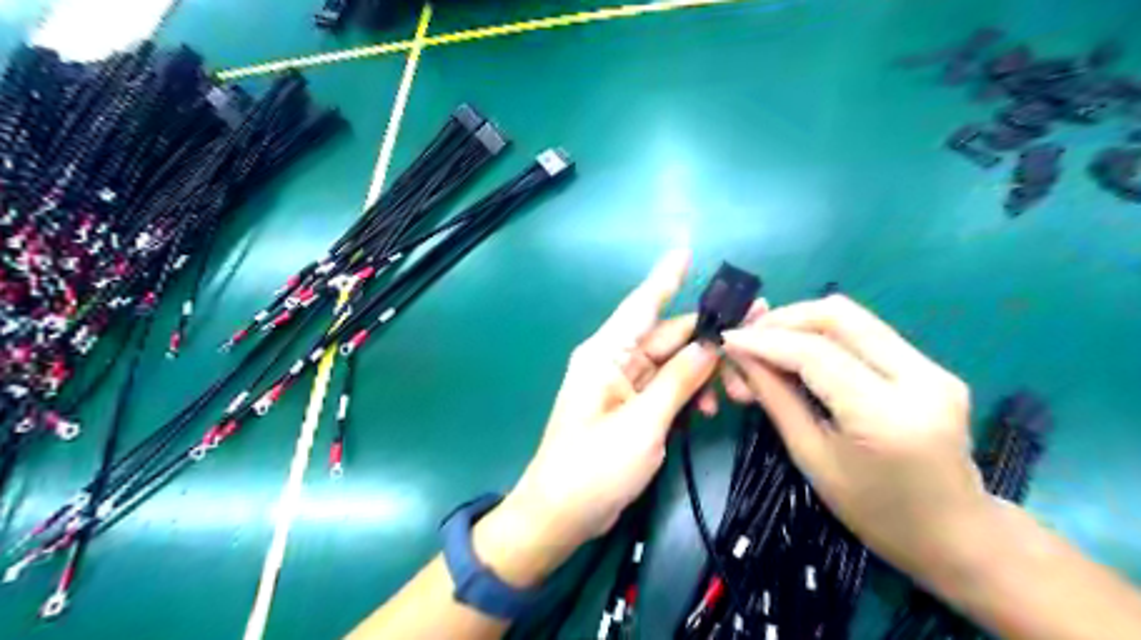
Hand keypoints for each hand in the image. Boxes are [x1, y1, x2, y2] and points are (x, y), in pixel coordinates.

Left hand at [478, 248, 761, 584]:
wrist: (561, 515)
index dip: (665, 278)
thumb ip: (678, 381)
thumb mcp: (642, 424)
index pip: (642, 305)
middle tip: (757, 327)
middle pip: (668, 336)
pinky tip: (708, 410)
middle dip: (709, 336)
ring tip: (736, 392)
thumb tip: (711, 344)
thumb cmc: (594, 467)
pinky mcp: (633, 408)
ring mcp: (624, 385)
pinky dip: (689, 393)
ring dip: (703, 372)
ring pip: (673, 363)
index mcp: (606, 354)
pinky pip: (667, 387)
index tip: (685, 251)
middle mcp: (615, 361)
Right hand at [725, 294, 996, 584]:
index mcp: (886, 416)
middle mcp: (920, 378)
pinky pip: (866, 333)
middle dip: (784, 319)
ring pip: (853, 317)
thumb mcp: (812, 458)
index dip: (765, 340)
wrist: (955, 535)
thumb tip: (740, 356)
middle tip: (748, 336)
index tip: (727, 337)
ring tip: (767, 344)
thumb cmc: (874, 512)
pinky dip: (824, 335)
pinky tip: (800, 353)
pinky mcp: (932, 366)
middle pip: (839, 316)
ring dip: (802, 322)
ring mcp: (933, 367)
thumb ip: (776, 398)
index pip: (815, 354)